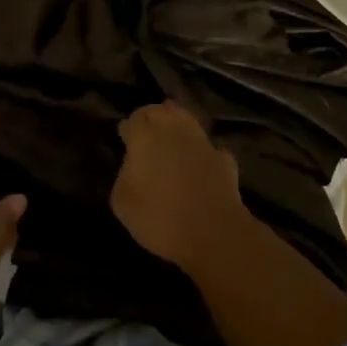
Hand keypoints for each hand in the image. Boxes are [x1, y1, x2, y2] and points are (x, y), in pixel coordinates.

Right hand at [110, 101, 246, 271]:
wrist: (213, 234)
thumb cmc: (159, 217)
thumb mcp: (122, 201)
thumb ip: (125, 174)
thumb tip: (133, 164)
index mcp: (146, 136)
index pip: (135, 118)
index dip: (129, 128)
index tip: (125, 139)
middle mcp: (175, 130)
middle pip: (162, 111)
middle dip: (153, 117)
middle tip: (146, 134)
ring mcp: (203, 143)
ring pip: (188, 122)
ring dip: (179, 127)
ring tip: (172, 141)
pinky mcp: (225, 160)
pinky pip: (209, 149)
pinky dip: (202, 152)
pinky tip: (200, 163)